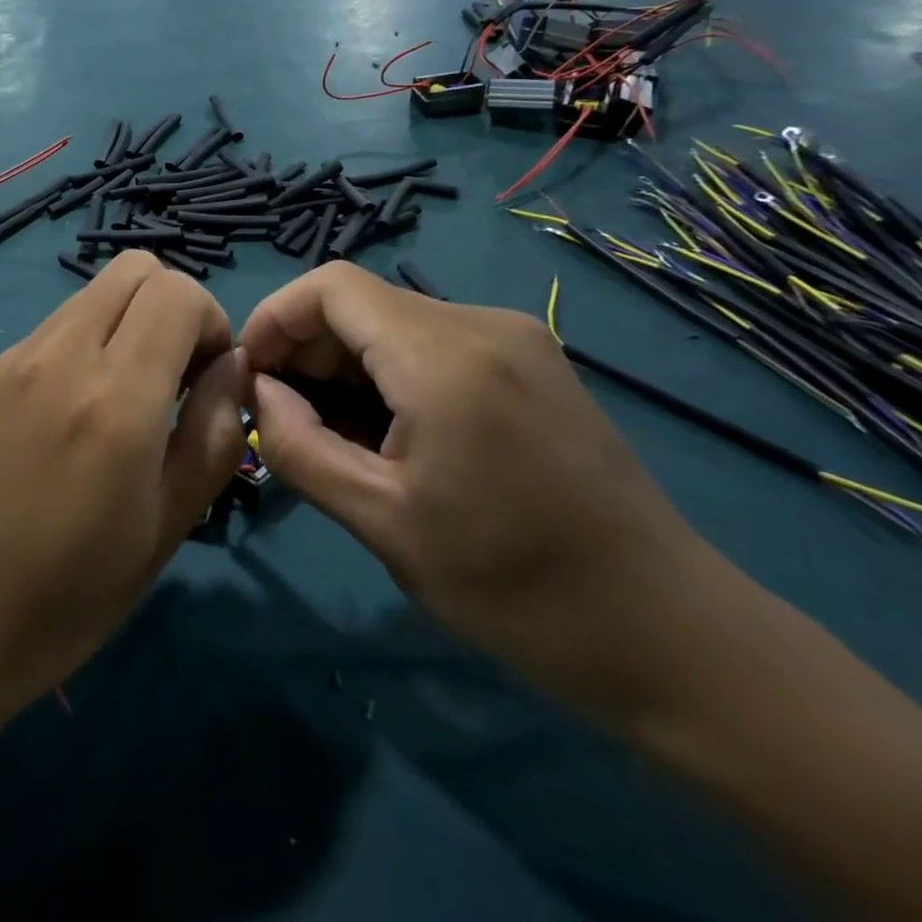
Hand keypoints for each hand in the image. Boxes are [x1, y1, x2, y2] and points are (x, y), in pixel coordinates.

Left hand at [0, 251, 245, 716]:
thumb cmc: (60, 601)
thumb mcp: (165, 531)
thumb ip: (213, 436)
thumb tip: (233, 367)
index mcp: (114, 396)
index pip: (178, 290)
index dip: (212, 323)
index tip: (206, 382)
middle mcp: (60, 354)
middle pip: (133, 268)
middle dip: (172, 306)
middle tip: (172, 380)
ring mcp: (12, 359)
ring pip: (90, 295)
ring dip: (124, 325)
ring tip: (119, 406)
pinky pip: (51, 330)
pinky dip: (82, 348)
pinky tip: (67, 423)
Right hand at [240, 264, 724, 725]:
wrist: (670, 636)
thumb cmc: (515, 587)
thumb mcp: (381, 522)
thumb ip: (296, 445)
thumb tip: (257, 390)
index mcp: (445, 356)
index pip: (330, 286)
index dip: (275, 319)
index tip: (251, 379)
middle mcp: (483, 323)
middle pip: (360, 302)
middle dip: (307, 350)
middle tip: (285, 420)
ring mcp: (515, 338)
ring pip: (394, 322)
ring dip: (346, 366)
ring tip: (337, 436)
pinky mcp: (532, 361)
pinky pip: (433, 342)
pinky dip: (390, 373)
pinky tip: (391, 434)